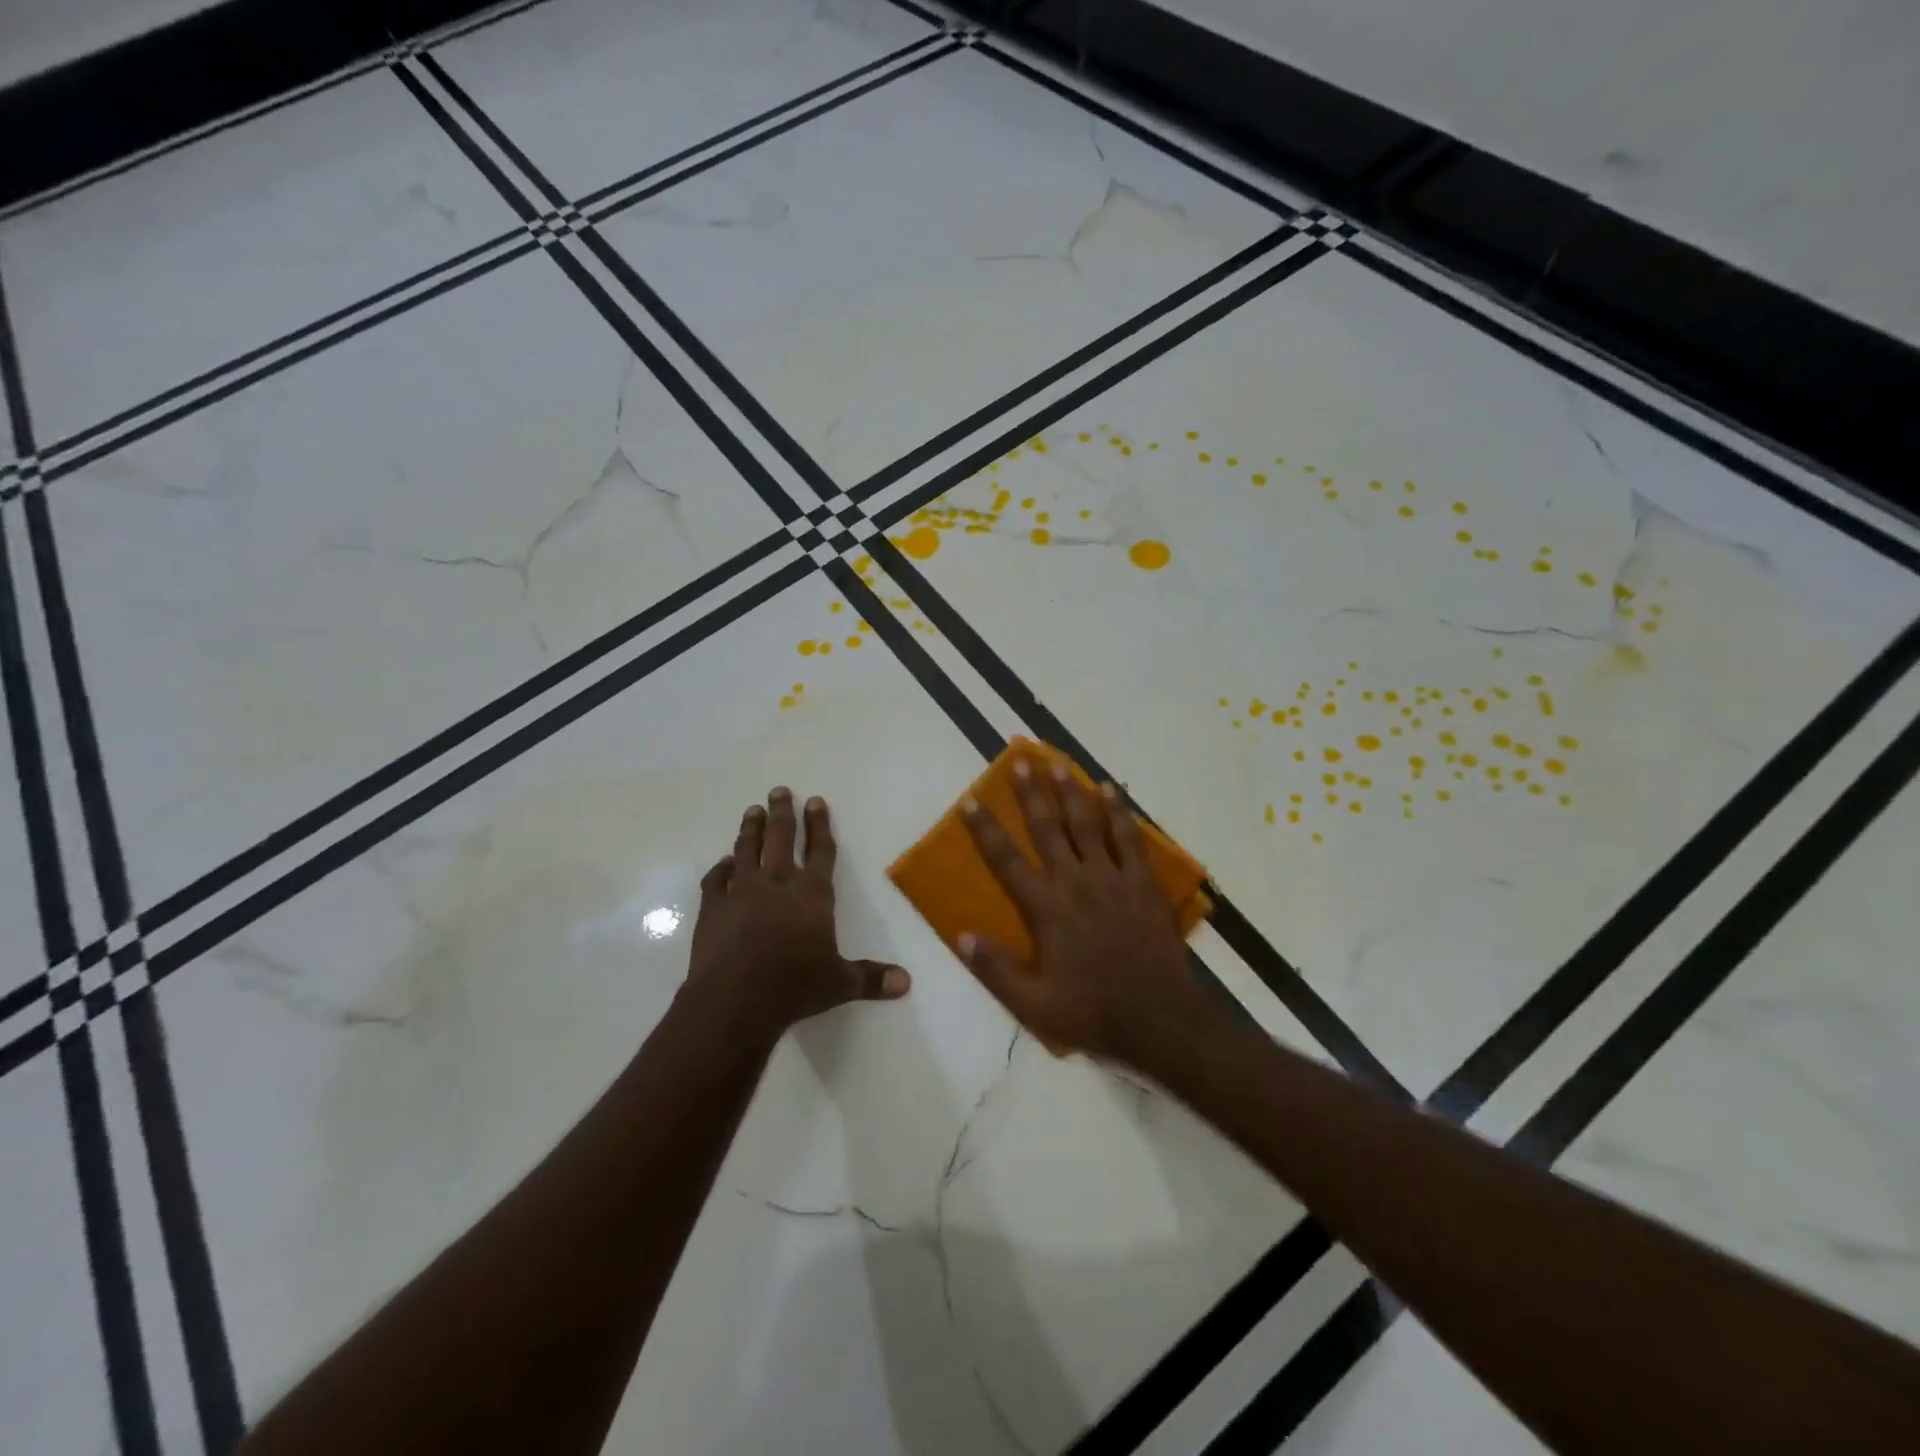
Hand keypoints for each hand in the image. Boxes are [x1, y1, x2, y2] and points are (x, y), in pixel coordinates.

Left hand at [686, 787, 909, 1042]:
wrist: (734, 1001)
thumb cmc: (794, 987)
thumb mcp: (839, 984)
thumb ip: (871, 979)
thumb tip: (906, 983)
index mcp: (812, 894)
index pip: (821, 851)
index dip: (819, 825)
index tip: (815, 801)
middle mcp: (777, 883)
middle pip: (780, 838)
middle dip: (782, 812)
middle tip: (778, 790)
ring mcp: (740, 892)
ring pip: (747, 850)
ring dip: (750, 829)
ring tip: (752, 811)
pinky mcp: (712, 908)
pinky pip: (716, 880)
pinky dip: (720, 869)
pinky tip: (723, 863)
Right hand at [959, 757, 1217, 1066]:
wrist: (1158, 1019)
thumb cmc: (1092, 1012)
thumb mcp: (1033, 1004)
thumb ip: (995, 969)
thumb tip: (962, 935)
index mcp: (1046, 908)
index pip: (1007, 860)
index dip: (986, 829)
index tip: (971, 800)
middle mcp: (1076, 882)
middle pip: (1048, 828)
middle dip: (1032, 793)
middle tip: (1022, 760)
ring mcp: (1113, 879)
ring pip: (1088, 824)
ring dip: (1071, 792)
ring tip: (1059, 764)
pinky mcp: (1142, 884)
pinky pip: (1129, 839)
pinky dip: (1119, 813)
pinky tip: (1111, 792)